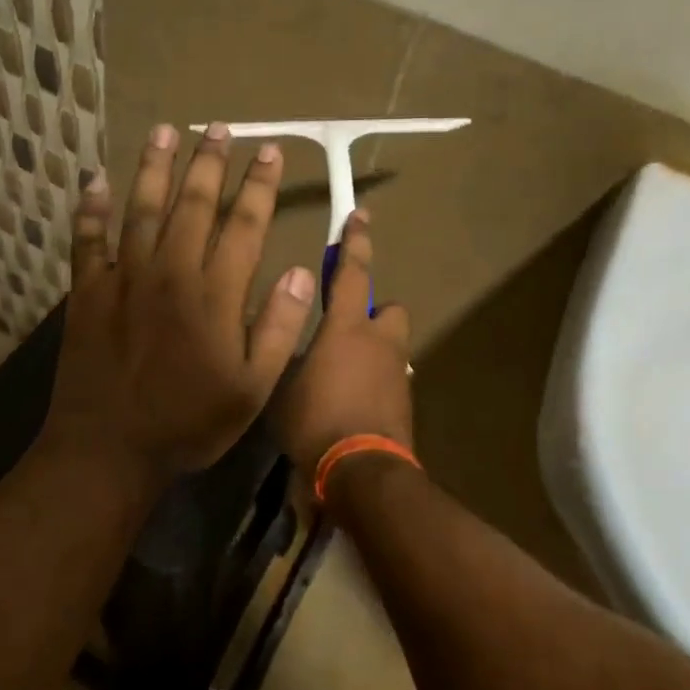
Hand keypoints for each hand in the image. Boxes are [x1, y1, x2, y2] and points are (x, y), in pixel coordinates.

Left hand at [39, 122, 317, 487]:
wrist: (109, 449)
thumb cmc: (188, 423)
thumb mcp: (252, 388)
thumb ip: (278, 327)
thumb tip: (303, 272)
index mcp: (215, 294)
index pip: (244, 224)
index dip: (259, 185)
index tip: (270, 152)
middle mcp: (170, 272)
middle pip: (193, 204)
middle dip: (209, 162)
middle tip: (220, 128)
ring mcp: (124, 278)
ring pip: (141, 208)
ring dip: (154, 167)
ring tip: (164, 131)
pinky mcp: (87, 292)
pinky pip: (88, 240)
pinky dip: (91, 209)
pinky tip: (94, 181)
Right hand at [272, 210, 413, 470]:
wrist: (362, 473)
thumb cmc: (315, 421)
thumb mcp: (284, 385)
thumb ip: (290, 356)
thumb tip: (293, 346)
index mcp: (348, 329)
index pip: (353, 273)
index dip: (355, 243)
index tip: (360, 216)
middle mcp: (381, 344)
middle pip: (391, 311)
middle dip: (375, 315)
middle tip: (346, 334)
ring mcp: (399, 374)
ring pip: (392, 348)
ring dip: (373, 353)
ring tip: (340, 379)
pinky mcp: (406, 404)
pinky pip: (390, 380)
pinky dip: (375, 384)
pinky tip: (350, 406)